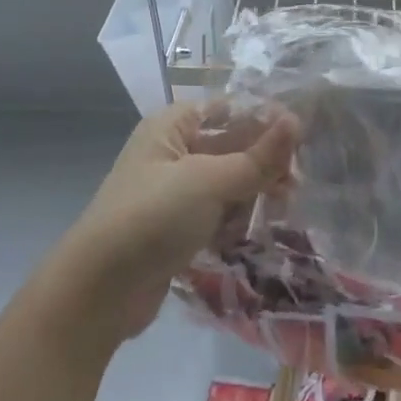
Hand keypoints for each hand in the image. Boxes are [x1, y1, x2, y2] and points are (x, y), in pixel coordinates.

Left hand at [56, 101, 298, 344]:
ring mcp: (173, 193)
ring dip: (253, 193)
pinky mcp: (176, 228)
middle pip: (230, 145)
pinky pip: (216, 213)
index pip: (227, 109)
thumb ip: (257, 156)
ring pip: (227, 182)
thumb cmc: (153, 217)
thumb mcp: (209, 181)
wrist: (99, 291)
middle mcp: (172, 153)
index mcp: (172, 127)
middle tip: (295, 184)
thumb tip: (296, 121)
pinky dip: (234, 220)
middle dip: (263, 162)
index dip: (264, 117)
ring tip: (280, 209)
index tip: (301, 136)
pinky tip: (249, 233)